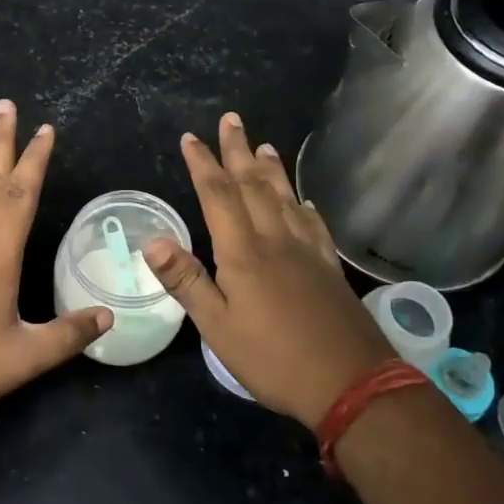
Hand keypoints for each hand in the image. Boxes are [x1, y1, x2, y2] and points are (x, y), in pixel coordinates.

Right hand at [142, 112, 394, 428]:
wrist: (352, 383)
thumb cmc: (273, 358)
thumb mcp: (217, 327)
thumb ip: (186, 281)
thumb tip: (152, 240)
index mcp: (243, 252)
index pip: (218, 196)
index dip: (203, 164)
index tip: (191, 138)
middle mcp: (276, 240)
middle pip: (253, 186)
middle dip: (238, 151)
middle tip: (232, 120)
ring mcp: (307, 252)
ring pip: (285, 199)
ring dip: (271, 170)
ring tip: (265, 145)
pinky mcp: (328, 269)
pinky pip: (314, 226)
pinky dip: (305, 207)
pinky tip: (305, 202)